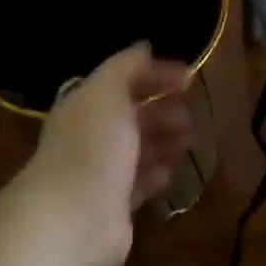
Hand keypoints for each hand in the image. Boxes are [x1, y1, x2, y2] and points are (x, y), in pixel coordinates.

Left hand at [18, 43, 192, 265]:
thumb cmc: (92, 146)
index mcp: (85, 105)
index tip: (191, 77)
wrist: (74, 219)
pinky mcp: (114, 207)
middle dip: (162, 111)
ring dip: (163, 142)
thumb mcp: (107, 92)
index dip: (156, 75)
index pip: (123, 82)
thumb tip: (144, 47)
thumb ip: (126, 67)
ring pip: (138, 151)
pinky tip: (171, 173)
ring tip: (188, 141)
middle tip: (190, 115)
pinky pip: (139, 185)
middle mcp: (91, 137)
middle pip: (131, 117)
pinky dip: (155, 176)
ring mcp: (101, 174)